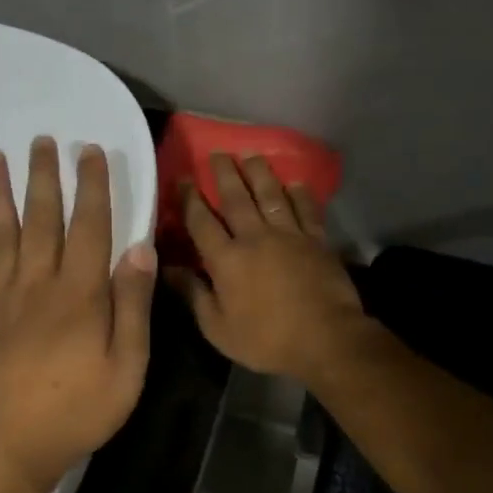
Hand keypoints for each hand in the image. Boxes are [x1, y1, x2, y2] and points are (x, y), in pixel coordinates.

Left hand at [0, 136, 155, 492]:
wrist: (4, 447)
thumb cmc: (76, 412)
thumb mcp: (127, 366)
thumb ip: (133, 306)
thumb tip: (140, 248)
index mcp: (80, 294)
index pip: (90, 227)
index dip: (92, 186)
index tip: (89, 151)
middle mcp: (38, 286)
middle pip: (41, 221)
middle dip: (43, 178)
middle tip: (41, 140)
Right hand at [169, 154, 370, 384]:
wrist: (325, 339)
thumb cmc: (266, 340)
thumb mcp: (218, 328)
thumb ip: (194, 294)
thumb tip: (167, 269)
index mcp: (227, 260)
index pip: (201, 222)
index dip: (190, 199)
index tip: (183, 178)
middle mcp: (255, 238)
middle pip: (236, 198)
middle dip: (224, 174)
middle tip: (216, 153)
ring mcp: (289, 236)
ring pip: (271, 195)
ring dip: (259, 173)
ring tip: (250, 155)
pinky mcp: (317, 240)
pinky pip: (306, 209)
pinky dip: (300, 194)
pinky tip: (295, 182)